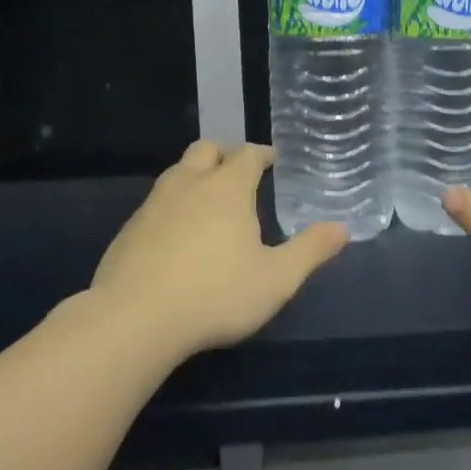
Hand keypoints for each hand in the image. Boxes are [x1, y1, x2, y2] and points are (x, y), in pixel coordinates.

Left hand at [90, 141, 348, 357]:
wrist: (134, 319)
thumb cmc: (216, 295)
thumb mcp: (276, 279)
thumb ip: (310, 251)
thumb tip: (342, 228)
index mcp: (226, 188)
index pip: (248, 154)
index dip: (263, 154)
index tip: (274, 160)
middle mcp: (188, 184)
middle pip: (206, 150)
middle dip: (225, 155)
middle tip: (240, 174)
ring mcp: (153, 205)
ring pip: (177, 173)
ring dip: (196, 177)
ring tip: (210, 202)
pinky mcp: (129, 230)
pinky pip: (156, 203)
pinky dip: (172, 207)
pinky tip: (177, 237)